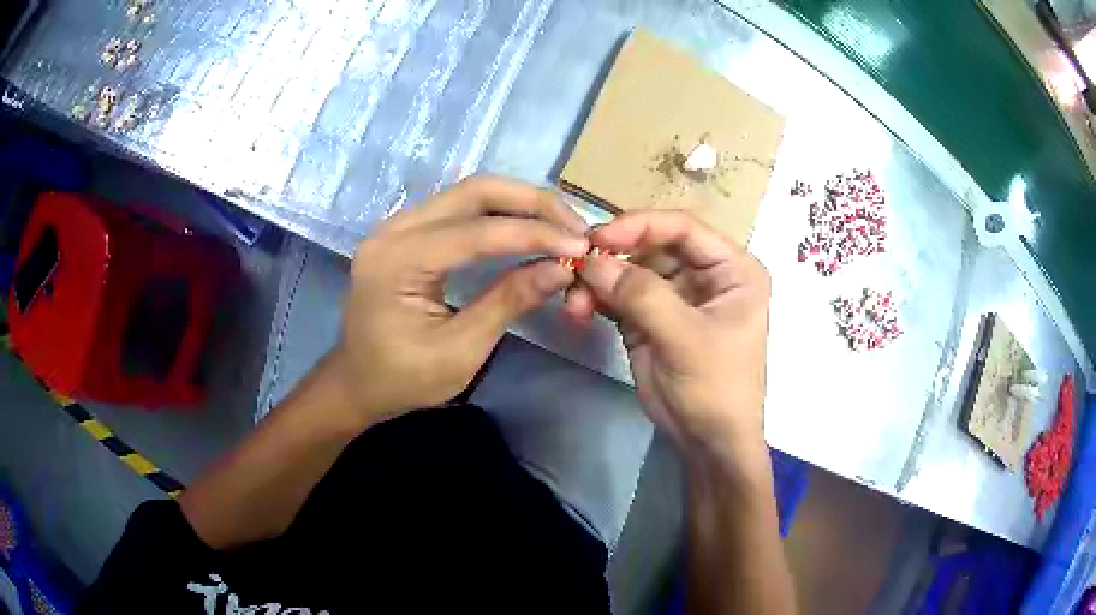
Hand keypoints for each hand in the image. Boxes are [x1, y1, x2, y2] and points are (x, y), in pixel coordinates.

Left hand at [331, 175, 588, 428]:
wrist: (357, 383)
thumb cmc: (402, 379)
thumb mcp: (460, 351)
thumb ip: (508, 302)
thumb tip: (561, 268)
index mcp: (397, 261)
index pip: (476, 231)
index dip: (534, 233)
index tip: (580, 246)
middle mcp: (392, 229)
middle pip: (473, 191)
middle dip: (532, 202)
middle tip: (575, 225)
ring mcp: (396, 226)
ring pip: (468, 193)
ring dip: (519, 203)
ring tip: (560, 224)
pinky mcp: (406, 232)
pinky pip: (459, 208)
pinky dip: (499, 213)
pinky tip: (527, 226)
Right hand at [565, 211, 770, 463]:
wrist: (707, 441)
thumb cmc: (715, 387)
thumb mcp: (685, 339)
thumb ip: (642, 295)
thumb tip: (592, 261)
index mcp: (732, 269)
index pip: (684, 228)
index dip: (641, 225)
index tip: (600, 237)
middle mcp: (704, 274)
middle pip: (652, 246)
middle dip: (613, 257)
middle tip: (576, 268)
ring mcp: (675, 295)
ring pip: (629, 271)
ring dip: (599, 282)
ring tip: (575, 303)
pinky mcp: (650, 317)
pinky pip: (618, 296)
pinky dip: (596, 299)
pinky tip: (578, 310)